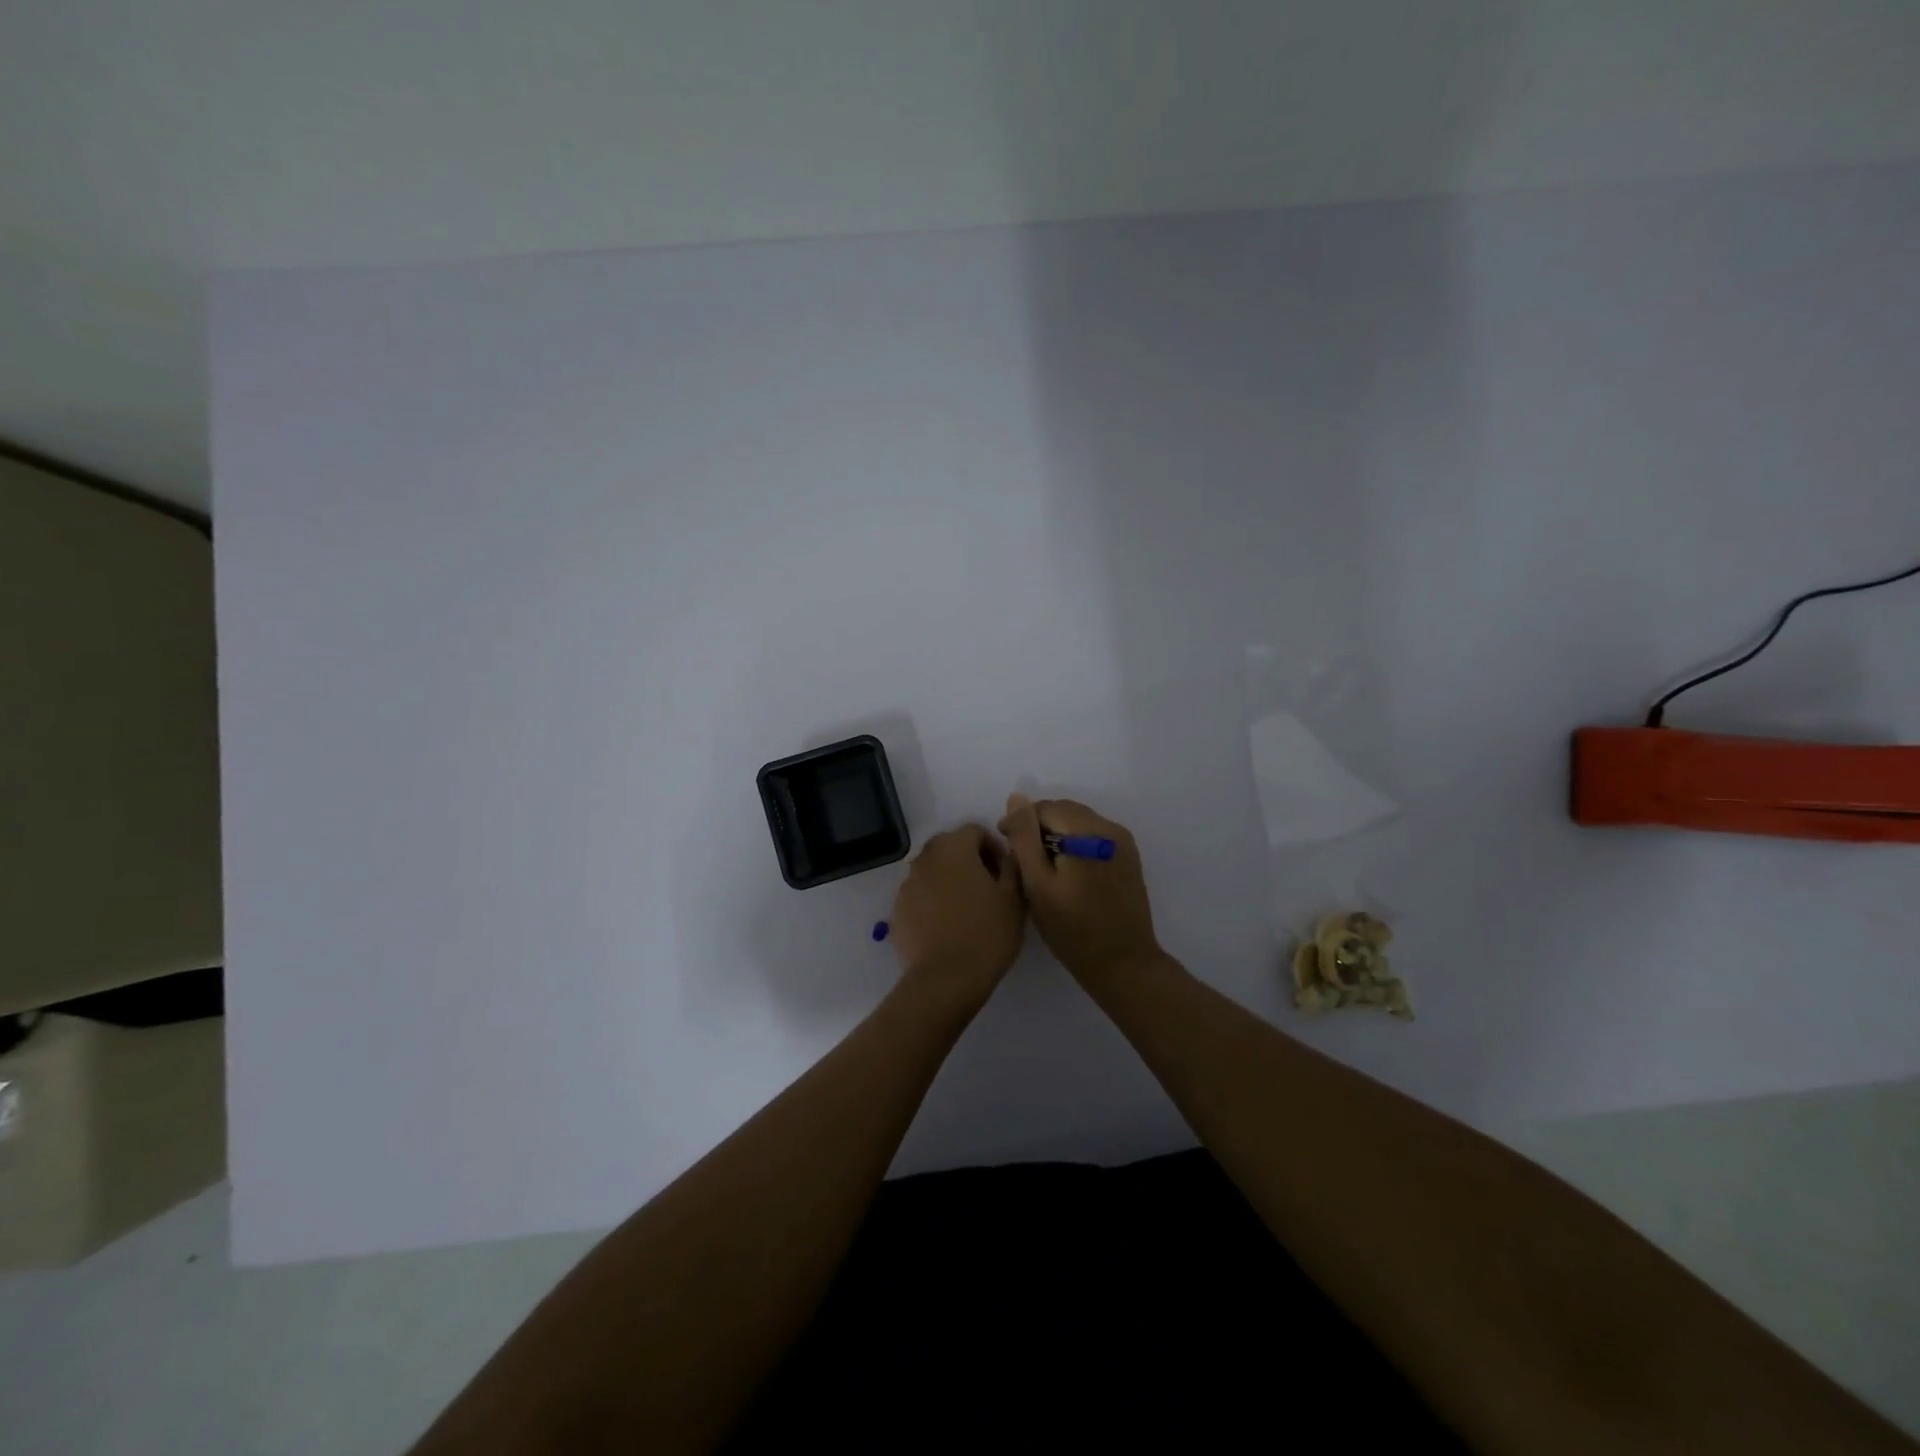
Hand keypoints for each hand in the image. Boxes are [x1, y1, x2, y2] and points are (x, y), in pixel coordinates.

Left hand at [888, 825, 1025, 1008]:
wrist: (945, 980)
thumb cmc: (987, 933)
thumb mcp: (1014, 898)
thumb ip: (1012, 866)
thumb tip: (1007, 855)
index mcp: (953, 848)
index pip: (975, 831)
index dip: (994, 847)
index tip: (1005, 872)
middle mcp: (925, 858)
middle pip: (950, 848)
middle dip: (970, 861)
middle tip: (989, 888)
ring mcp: (907, 885)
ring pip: (933, 871)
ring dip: (950, 880)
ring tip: (968, 909)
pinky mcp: (897, 910)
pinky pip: (920, 895)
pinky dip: (934, 901)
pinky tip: (948, 926)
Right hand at [997, 793, 1162, 987]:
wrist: (1122, 963)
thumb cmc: (1072, 929)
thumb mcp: (1038, 884)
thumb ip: (1025, 837)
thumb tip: (1016, 798)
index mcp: (1088, 832)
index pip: (1045, 808)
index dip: (1021, 822)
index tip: (1005, 846)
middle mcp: (1110, 828)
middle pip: (1064, 812)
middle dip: (1039, 827)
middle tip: (1021, 859)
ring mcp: (1123, 842)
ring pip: (1079, 823)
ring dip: (1057, 835)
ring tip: (1041, 866)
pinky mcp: (1128, 857)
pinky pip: (1094, 837)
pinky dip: (1075, 845)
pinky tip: (1066, 872)